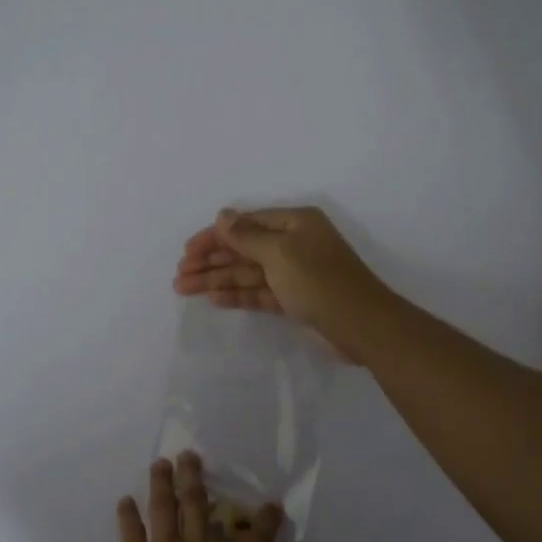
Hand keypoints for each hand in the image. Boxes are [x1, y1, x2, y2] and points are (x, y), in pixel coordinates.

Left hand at [98, 453, 316, 541]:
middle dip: (195, 477)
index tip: (272, 503)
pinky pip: (131, 531)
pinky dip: (127, 514)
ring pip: (164, 507)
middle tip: (190, 455)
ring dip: (162, 482)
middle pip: (199, 505)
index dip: (267, 519)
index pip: (257, 540)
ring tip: (160, 463)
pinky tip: (124, 501)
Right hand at [172, 206, 391, 360]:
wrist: (361, 325)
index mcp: (294, 223)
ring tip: (184, 288)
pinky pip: (259, 292)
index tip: (187, 252)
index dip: (214, 236)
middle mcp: (293, 244)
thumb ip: (246, 236)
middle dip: (211, 260)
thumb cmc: (319, 281)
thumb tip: (222, 215)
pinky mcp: (294, 300)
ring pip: (247, 272)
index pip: (245, 224)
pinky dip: (237, 294)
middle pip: (243, 249)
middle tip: (180, 275)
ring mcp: (294, 273)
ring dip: (217, 279)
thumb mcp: (280, 253)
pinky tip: (214, 299)